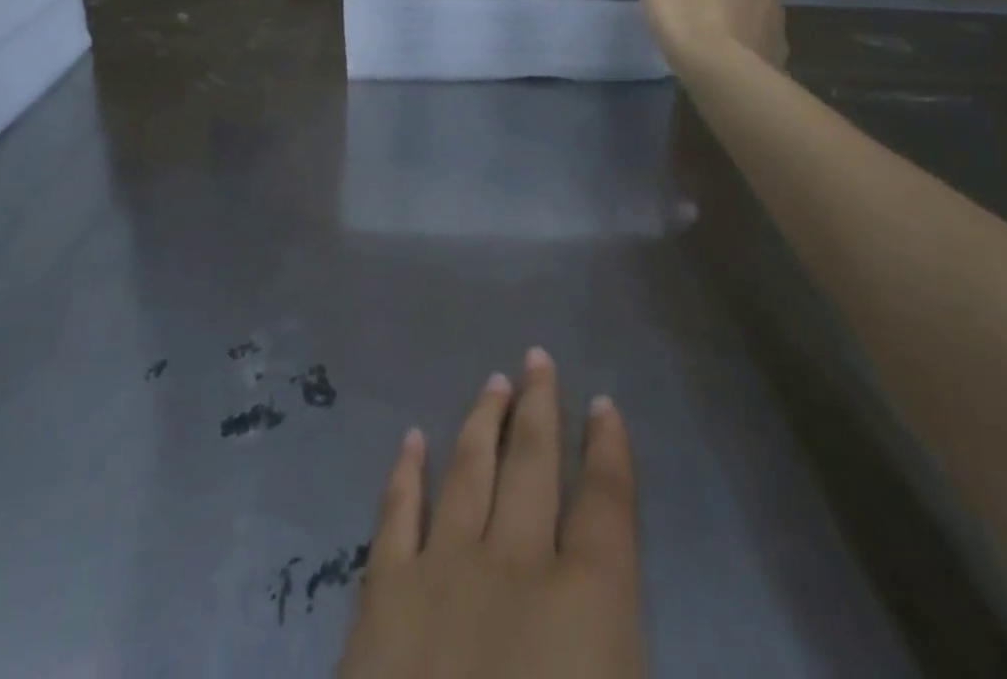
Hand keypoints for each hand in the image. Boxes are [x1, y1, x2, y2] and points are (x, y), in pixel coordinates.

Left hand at [338, 350, 643, 678]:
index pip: (608, 506)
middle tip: (536, 357)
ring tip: (492, 382)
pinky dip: (405, 473)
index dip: (610, 450)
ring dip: (482, 423)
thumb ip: (624, 655)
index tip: (604, 405)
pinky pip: (396, 513)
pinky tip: (410, 439)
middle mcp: (516, 567)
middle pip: (533, 464)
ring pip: (469, 471)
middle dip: (539, 408)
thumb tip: (624, 635)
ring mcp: (442, 571)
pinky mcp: (382, 595)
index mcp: (587, 611)